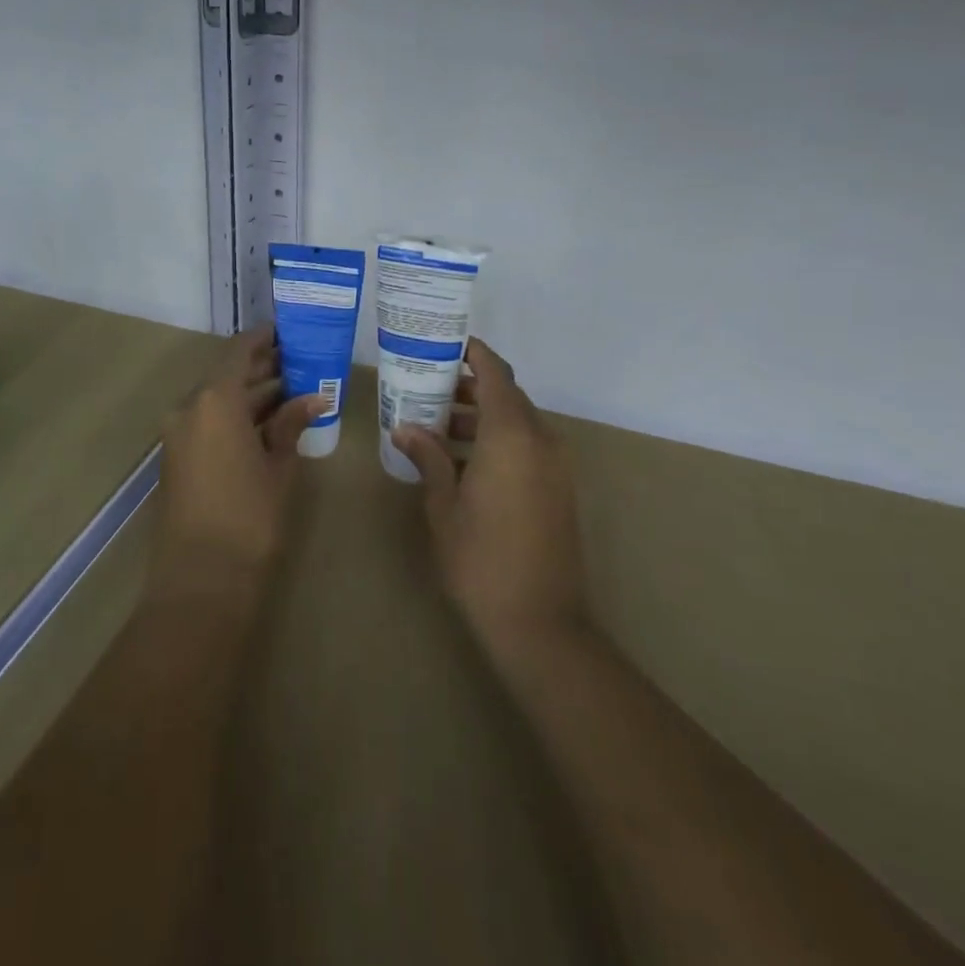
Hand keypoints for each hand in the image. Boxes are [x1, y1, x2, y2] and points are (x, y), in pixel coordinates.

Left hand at [152, 328, 323, 600]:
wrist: (200, 578)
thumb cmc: (248, 517)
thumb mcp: (278, 467)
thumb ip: (290, 425)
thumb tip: (313, 398)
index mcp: (214, 400)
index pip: (240, 352)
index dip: (264, 338)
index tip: (289, 331)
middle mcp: (190, 407)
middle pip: (228, 375)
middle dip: (263, 369)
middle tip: (300, 363)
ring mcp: (178, 432)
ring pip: (218, 399)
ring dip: (250, 395)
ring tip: (292, 391)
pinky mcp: (177, 455)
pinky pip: (208, 421)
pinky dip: (235, 416)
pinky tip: (267, 422)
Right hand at [394, 339, 589, 661]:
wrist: (539, 621)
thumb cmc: (480, 557)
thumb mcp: (444, 504)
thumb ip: (428, 457)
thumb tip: (405, 428)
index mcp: (512, 435)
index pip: (496, 374)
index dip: (475, 354)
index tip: (447, 344)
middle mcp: (540, 440)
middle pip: (507, 396)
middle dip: (470, 387)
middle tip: (429, 389)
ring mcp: (555, 466)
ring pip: (518, 422)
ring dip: (483, 417)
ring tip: (439, 426)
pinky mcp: (559, 489)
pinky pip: (528, 447)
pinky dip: (498, 441)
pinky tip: (463, 462)